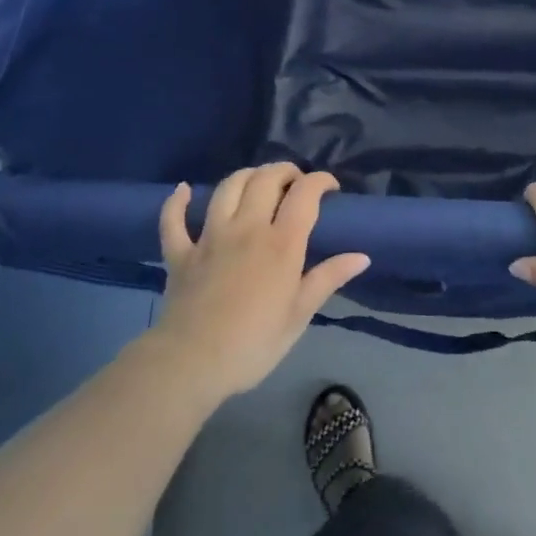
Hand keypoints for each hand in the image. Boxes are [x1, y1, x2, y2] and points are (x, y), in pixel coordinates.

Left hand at [151, 164, 368, 401]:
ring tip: (258, 182)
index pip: (305, 194)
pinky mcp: (180, 253)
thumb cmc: (253, 344)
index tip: (331, 187)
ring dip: (246, 176)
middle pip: (266, 179)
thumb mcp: (299, 315)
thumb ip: (328, 279)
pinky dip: (177, 202)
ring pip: (227, 187)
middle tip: (295, 182)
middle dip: (285, 171)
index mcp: (281, 244)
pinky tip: (184, 190)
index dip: (320, 180)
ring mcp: (210, 237)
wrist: (190, 364)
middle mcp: (247, 228)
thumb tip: (362, 256)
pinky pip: (173, 220)